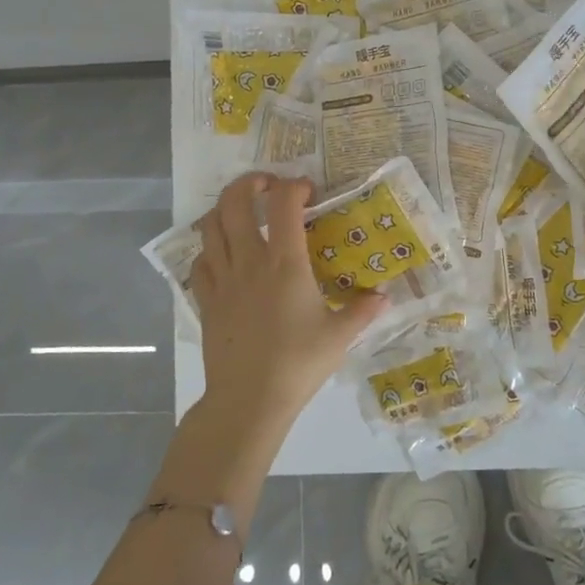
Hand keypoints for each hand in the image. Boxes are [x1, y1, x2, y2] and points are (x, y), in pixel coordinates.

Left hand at [189, 173, 388, 443]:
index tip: (307, 191)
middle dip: (250, 183)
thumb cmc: (298, 364)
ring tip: (242, 212)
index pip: (284, 205)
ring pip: (210, 226)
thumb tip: (385, 296)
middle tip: (267, 185)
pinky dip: (209, 248)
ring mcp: (222, 280)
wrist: (248, 401)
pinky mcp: (206, 300)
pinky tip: (223, 256)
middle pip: (235, 202)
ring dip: (225, 209)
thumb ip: (362, 310)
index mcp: (285, 264)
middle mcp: (249, 261)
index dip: (294, 186)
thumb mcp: (339, 337)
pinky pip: (199, 261)